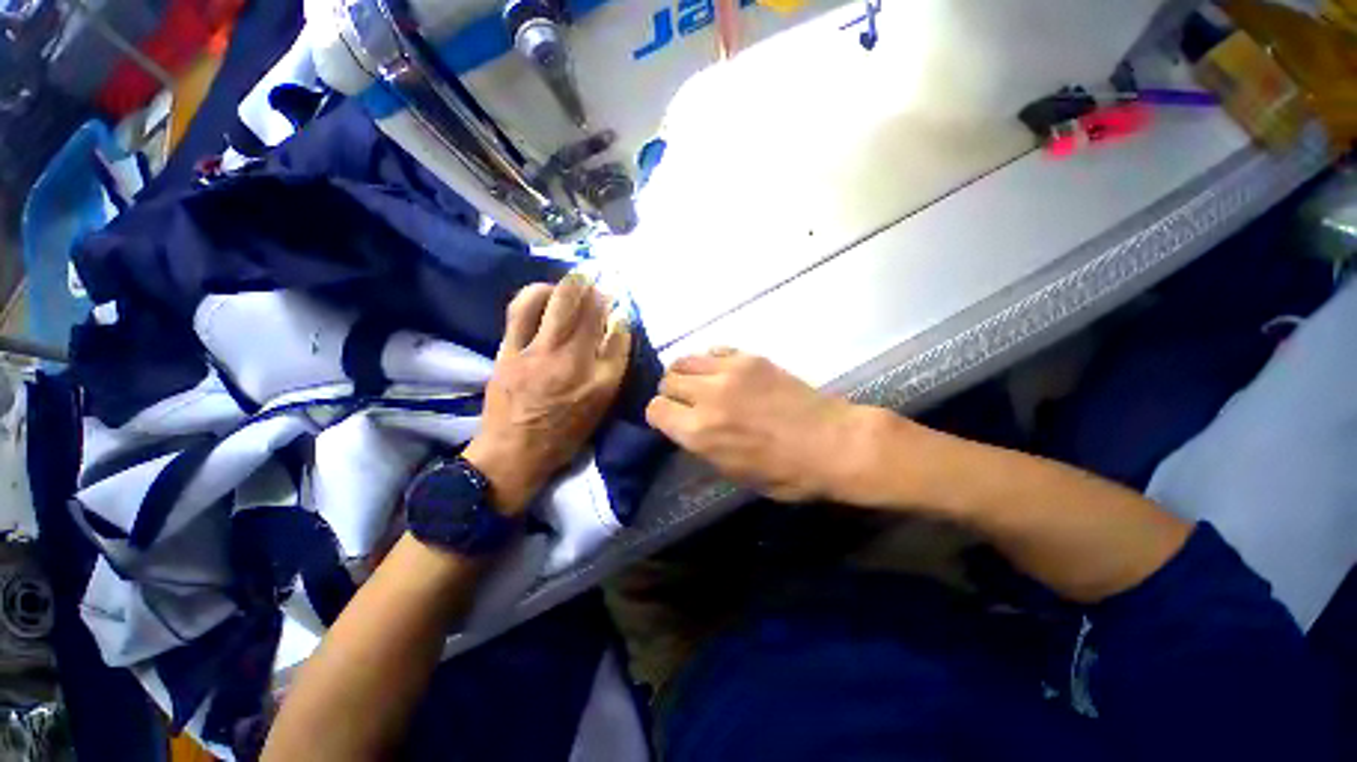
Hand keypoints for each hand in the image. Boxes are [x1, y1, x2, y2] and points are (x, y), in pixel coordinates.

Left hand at [463, 274, 631, 513]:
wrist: (514, 453)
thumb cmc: (564, 434)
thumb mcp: (599, 408)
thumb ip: (611, 369)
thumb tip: (615, 330)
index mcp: (600, 383)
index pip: (618, 337)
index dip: (620, 316)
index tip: (618, 306)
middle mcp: (574, 364)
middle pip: (590, 313)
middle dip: (596, 289)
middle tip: (598, 279)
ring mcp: (539, 355)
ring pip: (558, 305)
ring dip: (569, 285)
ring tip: (574, 279)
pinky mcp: (510, 352)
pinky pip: (521, 312)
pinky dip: (535, 294)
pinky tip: (543, 291)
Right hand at [645, 349, 870, 501]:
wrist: (834, 443)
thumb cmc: (787, 473)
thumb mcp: (734, 473)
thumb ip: (702, 445)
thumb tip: (686, 427)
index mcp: (700, 432)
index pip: (655, 410)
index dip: (660, 417)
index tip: (672, 421)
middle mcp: (707, 396)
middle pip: (667, 380)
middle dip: (671, 394)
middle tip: (688, 404)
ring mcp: (729, 371)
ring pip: (684, 360)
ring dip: (686, 374)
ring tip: (701, 385)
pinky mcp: (750, 357)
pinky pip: (713, 350)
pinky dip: (709, 362)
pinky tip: (722, 374)